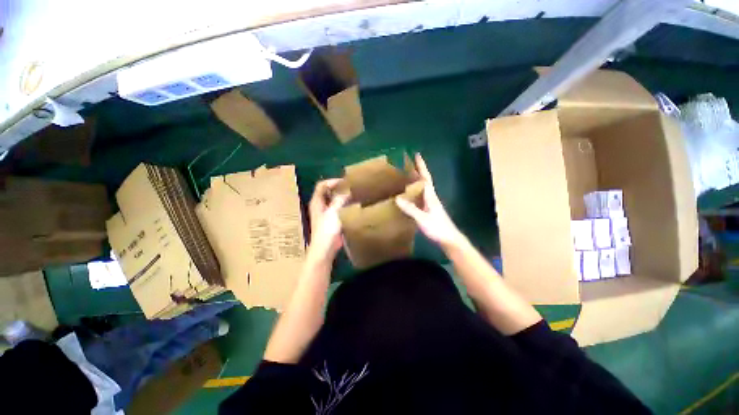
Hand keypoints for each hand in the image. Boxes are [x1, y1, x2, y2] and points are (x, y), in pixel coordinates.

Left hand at [307, 179, 348, 263]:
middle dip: (338, 188)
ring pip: (333, 201)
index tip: (345, 182)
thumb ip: (340, 200)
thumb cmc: (327, 230)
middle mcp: (320, 206)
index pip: (322, 186)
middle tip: (351, 187)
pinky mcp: (332, 221)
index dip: (332, 181)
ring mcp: (326, 213)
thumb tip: (347, 191)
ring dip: (342, 197)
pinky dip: (344, 206)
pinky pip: (338, 209)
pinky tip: (353, 206)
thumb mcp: (333, 213)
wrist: (325, 249)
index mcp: (317, 202)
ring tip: (354, 195)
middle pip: (328, 192)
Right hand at [396, 153, 465, 250]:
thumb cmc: (437, 228)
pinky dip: (415, 192)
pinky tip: (409, 195)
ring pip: (423, 188)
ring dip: (416, 180)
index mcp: (431, 196)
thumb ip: (410, 209)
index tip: (417, 155)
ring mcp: (431, 204)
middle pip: (424, 181)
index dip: (421, 167)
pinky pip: (420, 197)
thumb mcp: (422, 218)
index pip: (425, 178)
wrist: (449, 239)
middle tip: (408, 164)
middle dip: (418, 171)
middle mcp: (431, 197)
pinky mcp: (429, 210)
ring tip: (407, 176)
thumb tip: (397, 198)